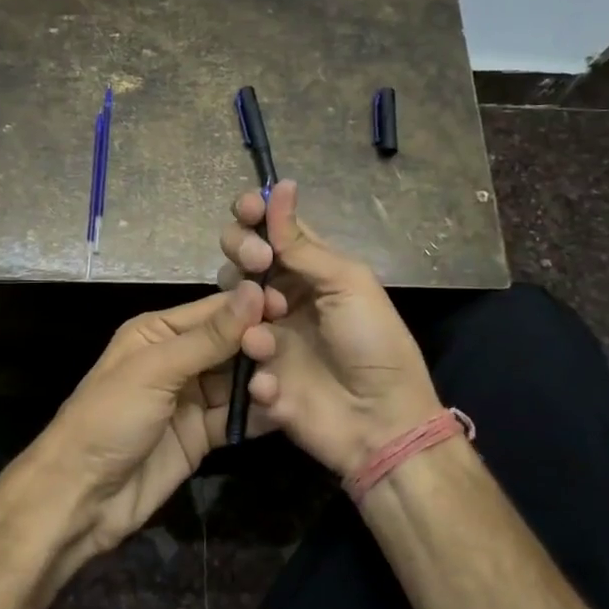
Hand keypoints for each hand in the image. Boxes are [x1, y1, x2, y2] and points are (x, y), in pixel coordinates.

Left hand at [28, 281, 273, 568]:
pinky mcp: (203, 435)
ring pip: (239, 380)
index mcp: (159, 332)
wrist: (82, 496)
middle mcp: (178, 359)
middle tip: (291, 354)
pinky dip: (259, 414)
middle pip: (232, 344)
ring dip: (263, 381)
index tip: (291, 306)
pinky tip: (284, 411)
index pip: (214, 310)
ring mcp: (192, 399)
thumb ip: (209, 337)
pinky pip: (238, 417)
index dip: (250, 307)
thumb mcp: (157, 370)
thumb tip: (253, 291)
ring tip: (286, 385)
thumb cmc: (110, 418)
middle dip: (260, 346)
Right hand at [218, 181, 441, 476]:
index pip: (272, 231)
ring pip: (229, 303)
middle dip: (241, 251)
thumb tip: (280, 187)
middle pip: (241, 260)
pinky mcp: (253, 372)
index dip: (254, 214)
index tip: (247, 208)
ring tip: (269, 324)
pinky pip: (233, 355)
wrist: (380, 421)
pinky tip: (273, 376)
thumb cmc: (373, 342)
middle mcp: (283, 296)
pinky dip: (251, 360)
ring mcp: (265, 335)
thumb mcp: (347, 283)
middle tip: (258, 263)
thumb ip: (302, 244)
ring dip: (244, 304)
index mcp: (310, 271)